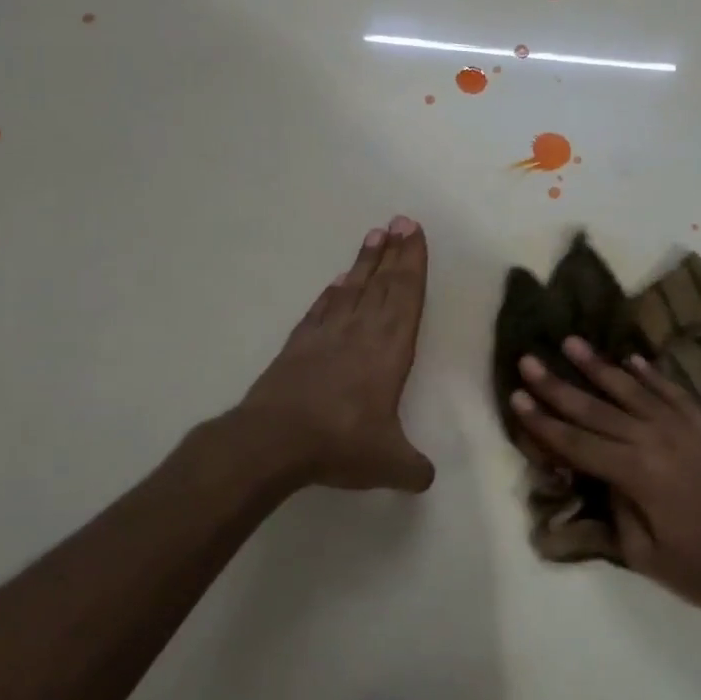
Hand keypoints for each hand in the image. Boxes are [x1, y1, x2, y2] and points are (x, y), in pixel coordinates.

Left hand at [237, 217, 435, 492]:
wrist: (274, 440)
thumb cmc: (340, 443)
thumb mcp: (389, 463)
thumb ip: (413, 468)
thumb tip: (426, 479)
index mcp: (389, 350)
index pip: (406, 296)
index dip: (413, 263)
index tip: (414, 233)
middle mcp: (361, 332)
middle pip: (382, 283)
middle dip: (395, 251)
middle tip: (401, 220)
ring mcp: (326, 334)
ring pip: (352, 288)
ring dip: (365, 262)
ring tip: (375, 235)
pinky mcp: (299, 345)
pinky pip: (322, 308)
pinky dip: (333, 292)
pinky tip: (337, 281)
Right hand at [510, 337, 700, 620]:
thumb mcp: (645, 554)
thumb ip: (616, 508)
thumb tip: (602, 476)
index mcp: (636, 474)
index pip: (576, 443)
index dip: (542, 422)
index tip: (516, 396)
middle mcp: (656, 440)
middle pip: (596, 409)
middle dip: (558, 385)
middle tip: (529, 359)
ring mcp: (686, 427)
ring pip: (633, 389)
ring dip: (599, 366)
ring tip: (571, 342)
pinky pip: (673, 392)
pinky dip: (650, 374)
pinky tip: (630, 359)